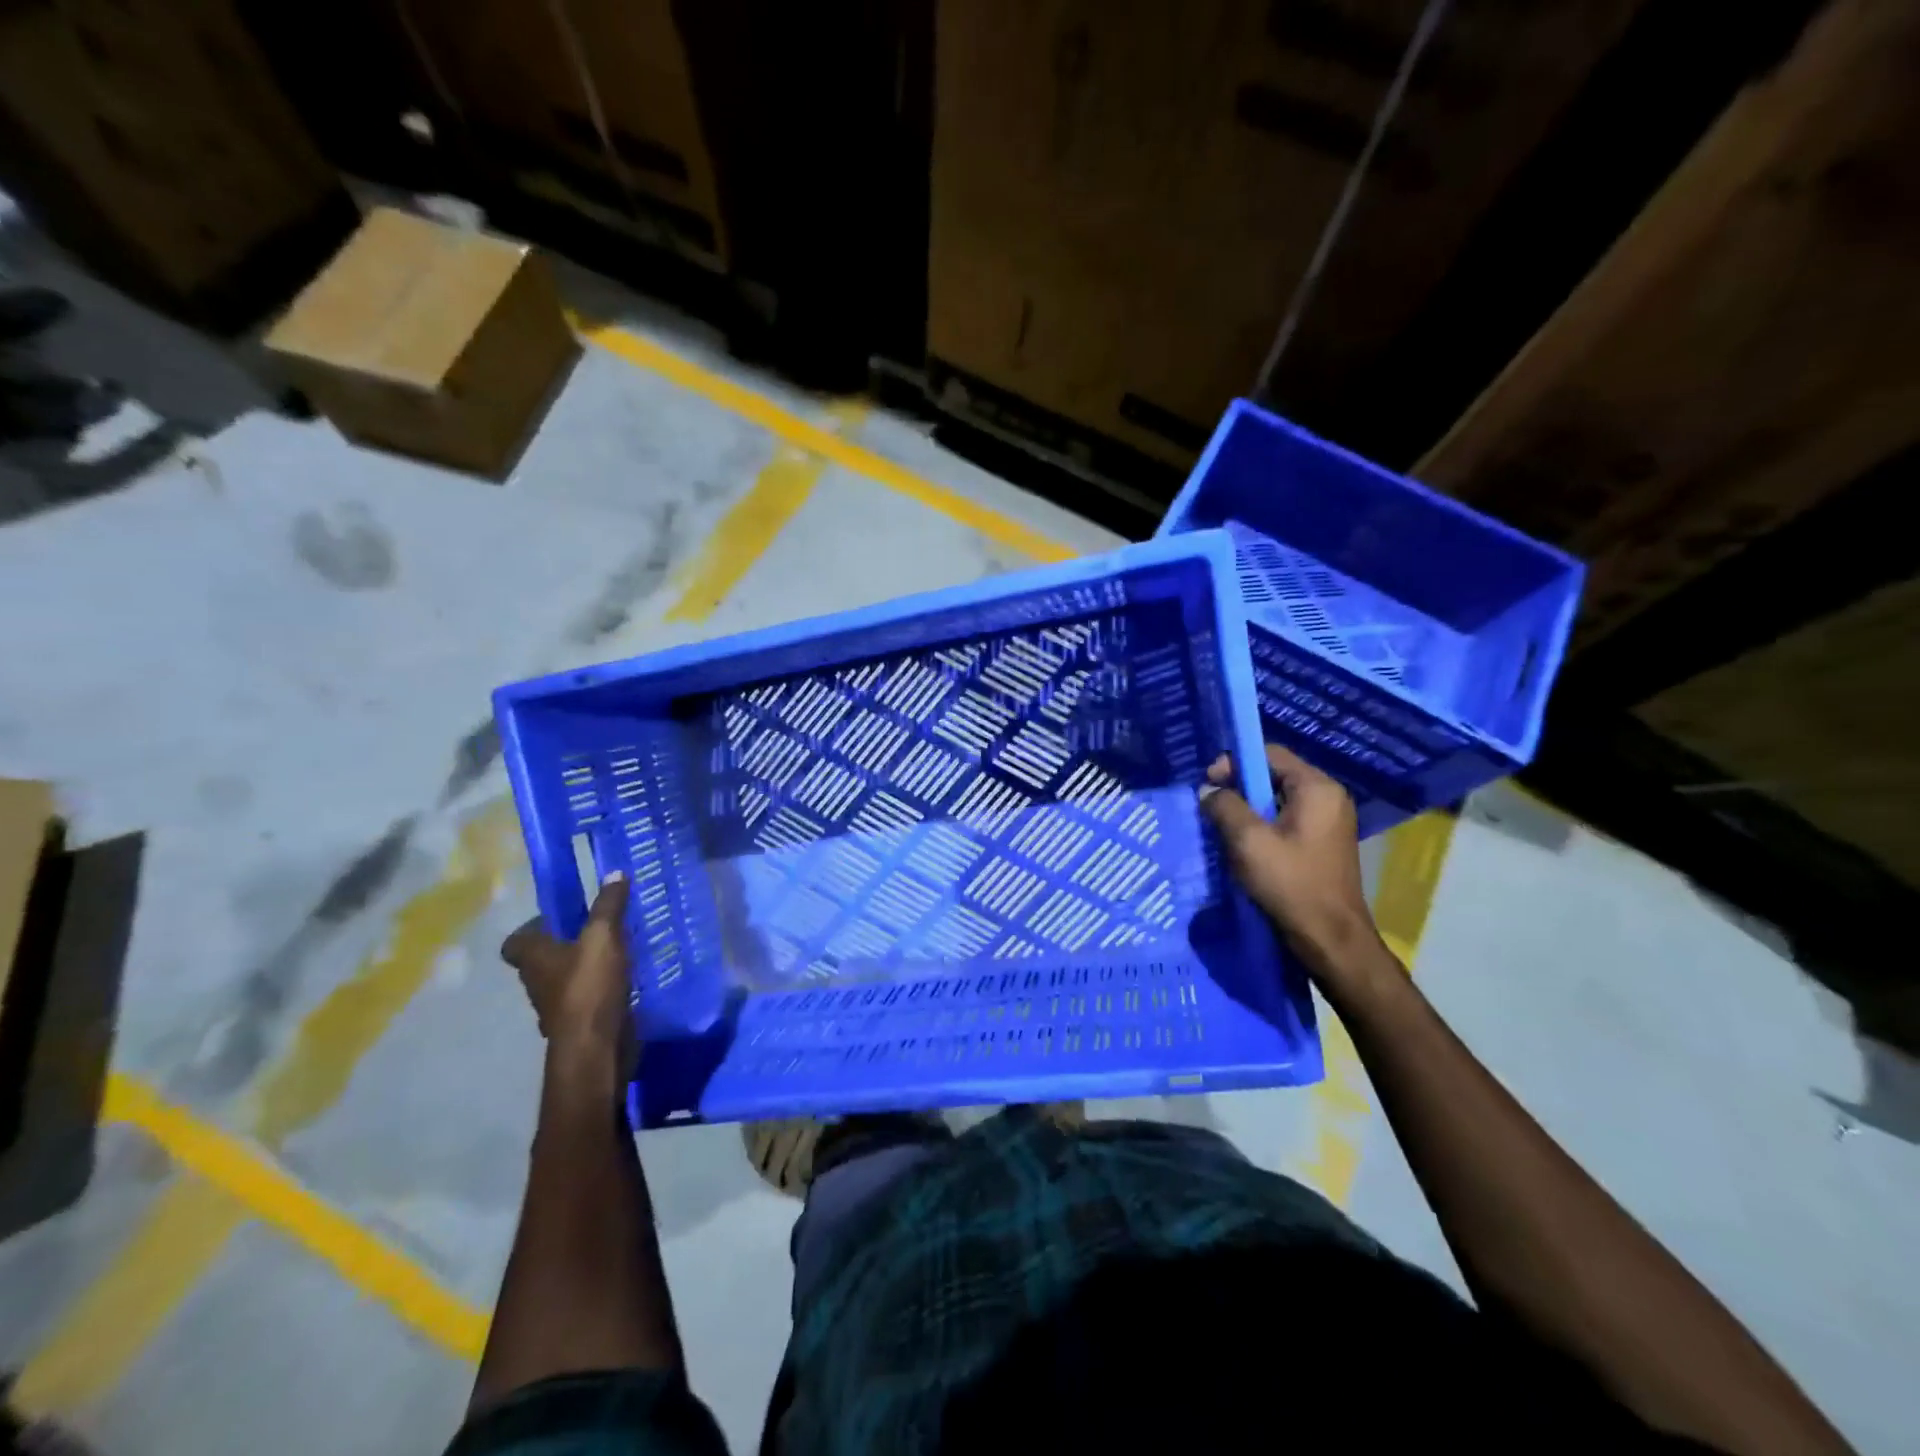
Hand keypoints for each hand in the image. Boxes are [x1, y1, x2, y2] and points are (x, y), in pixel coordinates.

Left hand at [501, 876, 635, 1076]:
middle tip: (600, 926)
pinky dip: (602, 987)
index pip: (516, 940)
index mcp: (533, 957)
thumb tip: (614, 872)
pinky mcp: (580, 1022)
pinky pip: (588, 997)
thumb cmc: (589, 987)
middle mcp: (538, 981)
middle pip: (544, 958)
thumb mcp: (603, 936)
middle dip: (568, 942)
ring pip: (567, 978)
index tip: (562, 916)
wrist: (596, 1047)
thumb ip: (609, 905)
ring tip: (620, 949)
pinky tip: (628, 977)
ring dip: (587, 966)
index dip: (534, 926)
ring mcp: (557, 1006)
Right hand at [1199, 744, 1388, 984]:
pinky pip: (1285, 821)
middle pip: (1274, 775)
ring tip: (1222, 827)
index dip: (1234, 762)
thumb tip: (1209, 791)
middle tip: (1210, 806)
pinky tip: (1242, 846)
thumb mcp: (1248, 841)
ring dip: (1247, 809)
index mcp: (1317, 788)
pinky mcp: (1322, 844)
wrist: (1330, 939)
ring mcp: (1328, 822)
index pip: (1269, 754)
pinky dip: (1261, 827)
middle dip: (1238, 787)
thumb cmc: (1291, 884)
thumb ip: (1224, 806)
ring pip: (1277, 800)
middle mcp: (1328, 798)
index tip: (1208, 783)